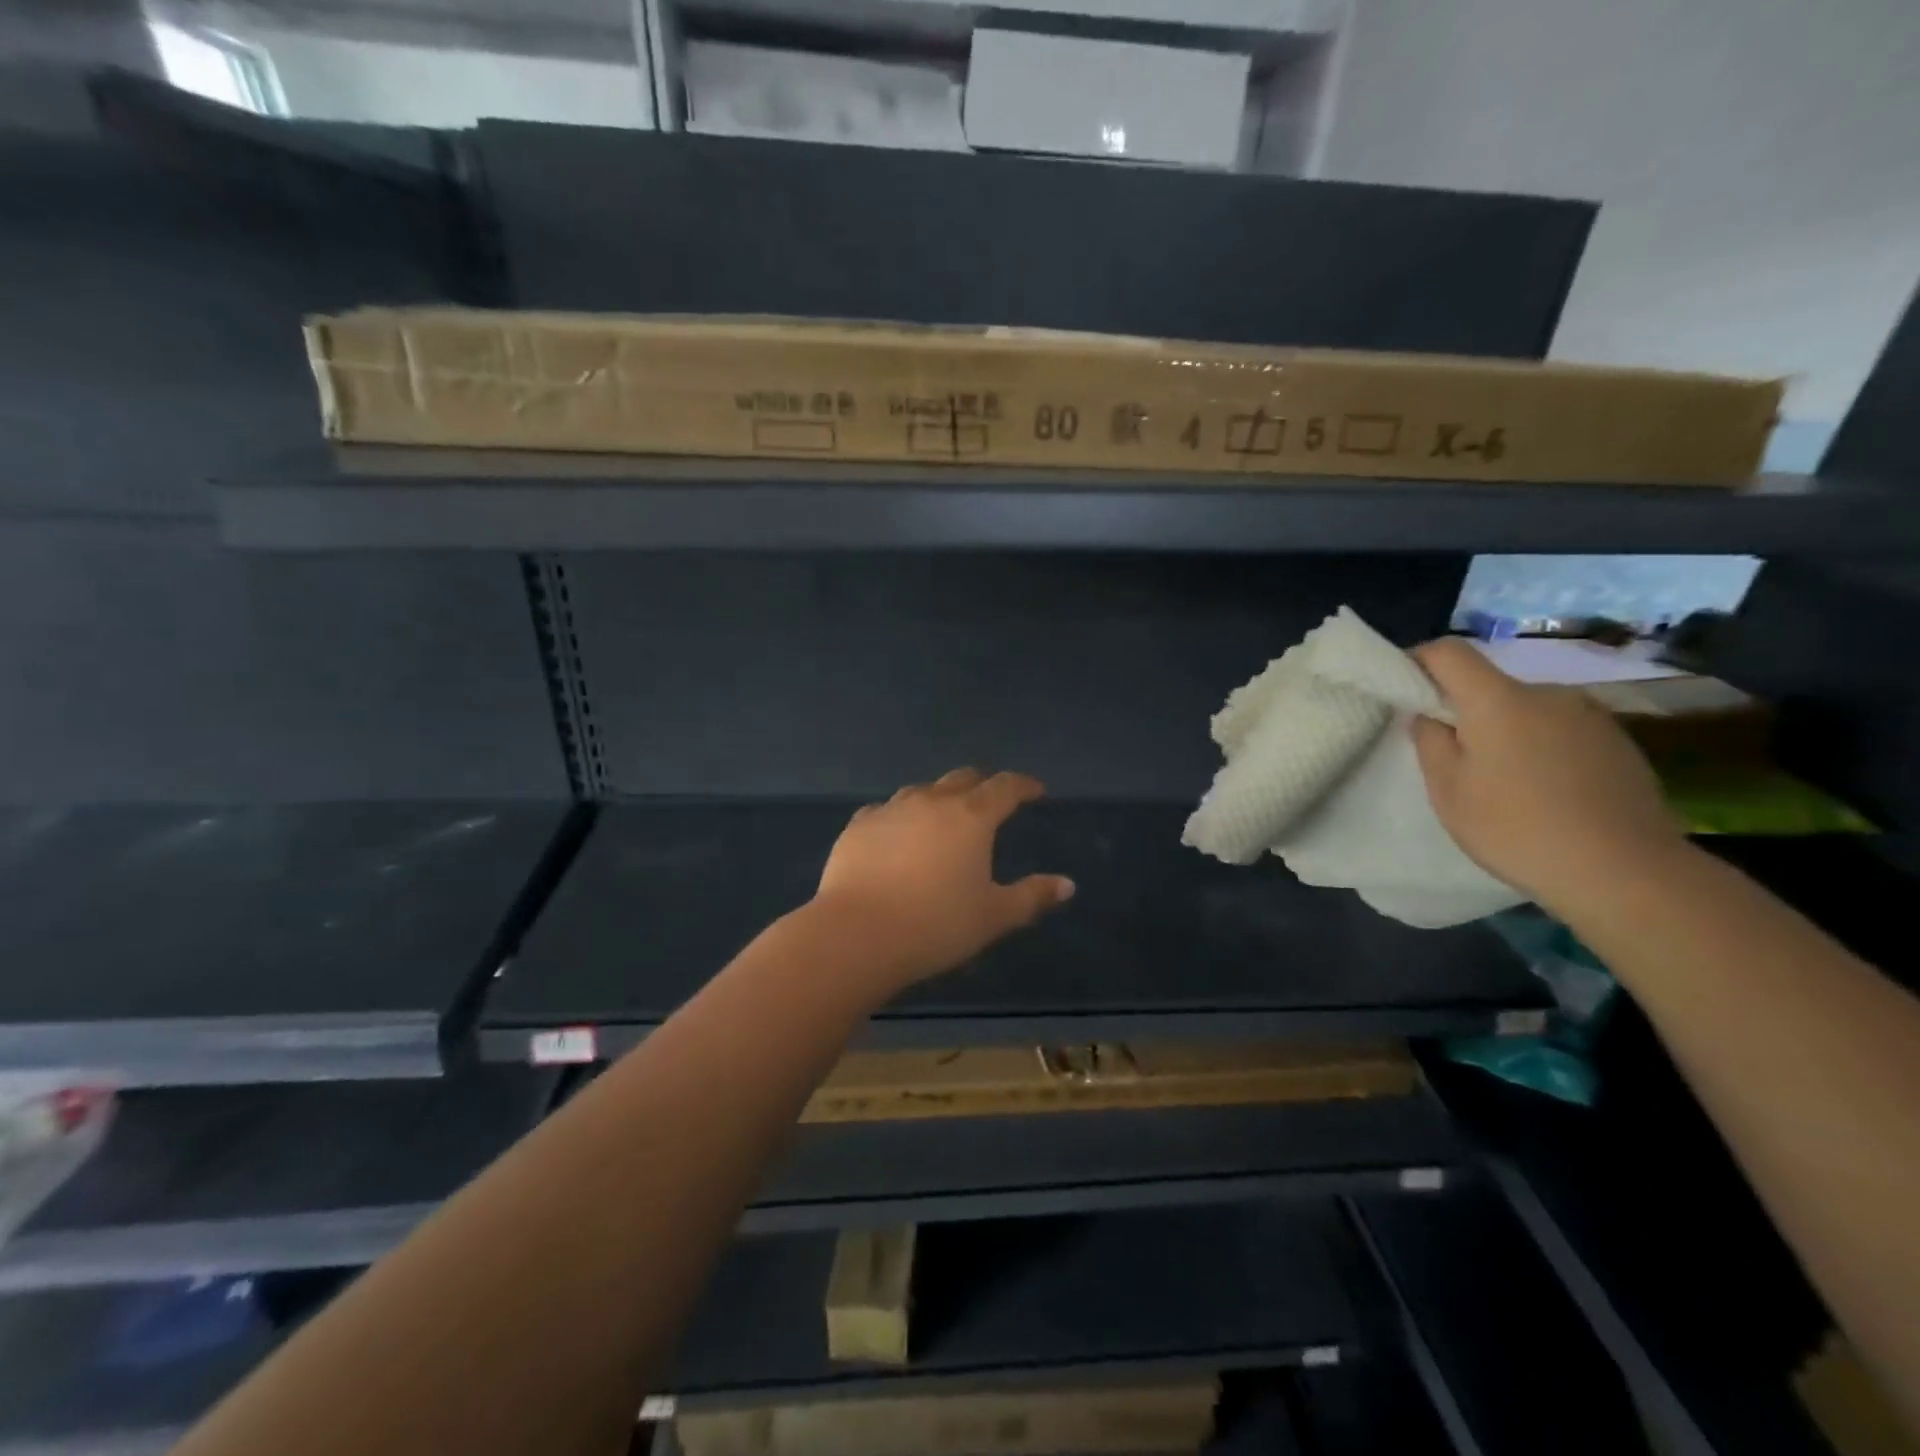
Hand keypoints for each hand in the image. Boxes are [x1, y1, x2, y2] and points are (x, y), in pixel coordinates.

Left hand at [812, 769, 1074, 987]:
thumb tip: (1067, 884)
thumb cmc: (935, 926)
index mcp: (971, 817)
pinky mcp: (857, 826)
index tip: (1036, 791)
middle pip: (962, 779)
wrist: (857, 934)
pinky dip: (900, 818)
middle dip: (982, 785)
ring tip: (943, 819)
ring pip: (922, 791)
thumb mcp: (994, 917)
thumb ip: (1032, 897)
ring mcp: (890, 809)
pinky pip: (885, 811)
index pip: (1005, 787)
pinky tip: (896, 836)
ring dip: (939, 799)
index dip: (1024, 785)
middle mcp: (931, 801)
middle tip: (991, 801)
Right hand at [1411, 638, 1686, 914]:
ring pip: (1527, 710)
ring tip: (1505, 782)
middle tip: (1455, 758)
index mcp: (1498, 699)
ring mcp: (1590, 716)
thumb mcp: (1448, 791)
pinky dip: (1543, 749)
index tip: (1405, 692)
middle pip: (1490, 685)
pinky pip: (1561, 731)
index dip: (1419, 662)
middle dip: (1466, 711)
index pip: (1448, 652)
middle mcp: (1547, 693)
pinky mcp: (1618, 742)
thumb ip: (1430, 741)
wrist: (1626, 871)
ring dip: (1507, 732)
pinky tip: (1547, 793)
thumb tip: (1431, 715)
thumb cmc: (1516, 828)